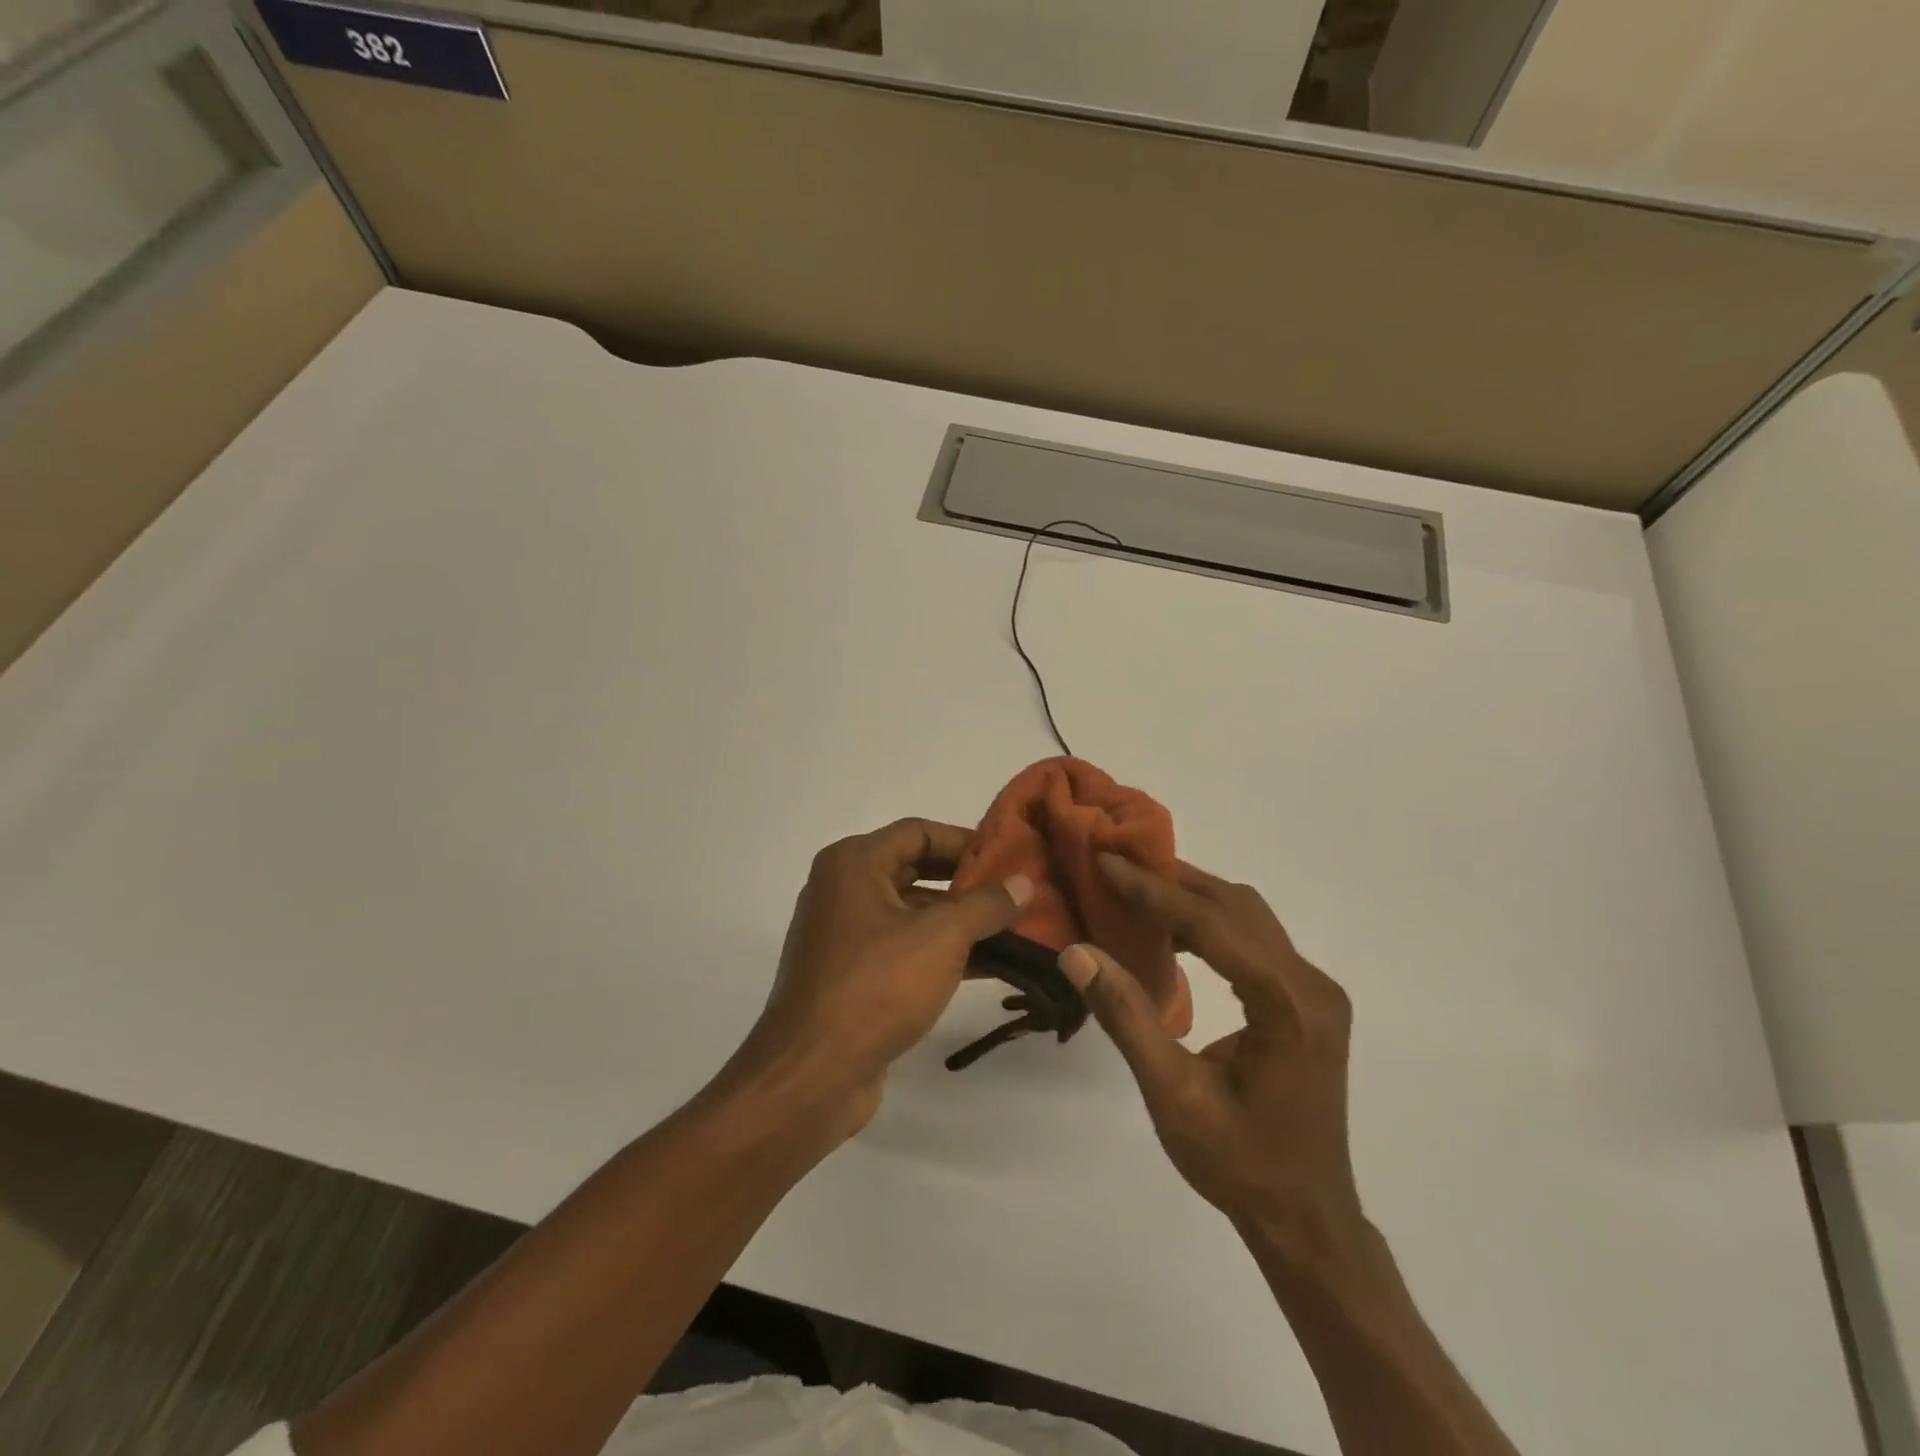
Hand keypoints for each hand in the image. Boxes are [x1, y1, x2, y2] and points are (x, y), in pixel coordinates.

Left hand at [730, 818, 1030, 1138]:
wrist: (811, 1074)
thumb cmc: (876, 986)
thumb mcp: (941, 937)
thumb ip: (986, 905)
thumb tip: (1024, 883)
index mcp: (853, 863)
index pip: (918, 832)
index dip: (966, 841)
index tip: (1009, 856)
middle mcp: (843, 889)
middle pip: (915, 869)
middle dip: (966, 882)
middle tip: (1015, 891)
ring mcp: (844, 935)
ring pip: (911, 913)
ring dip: (959, 920)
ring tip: (1013, 928)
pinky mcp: (850, 975)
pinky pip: (903, 948)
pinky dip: (940, 951)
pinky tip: (988, 965)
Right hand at [1060, 855, 1361, 1255]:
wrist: (1306, 1218)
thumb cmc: (1239, 1165)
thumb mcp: (1173, 1095)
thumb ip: (1127, 1017)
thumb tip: (1077, 951)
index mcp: (1286, 1005)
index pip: (1212, 925)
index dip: (1153, 891)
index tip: (1106, 861)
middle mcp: (1311, 984)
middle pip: (1236, 906)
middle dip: (1173, 881)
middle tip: (1116, 865)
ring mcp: (1316, 991)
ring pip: (1249, 916)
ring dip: (1193, 896)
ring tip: (1136, 889)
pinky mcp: (1308, 1000)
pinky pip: (1257, 939)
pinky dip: (1211, 923)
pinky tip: (1172, 932)